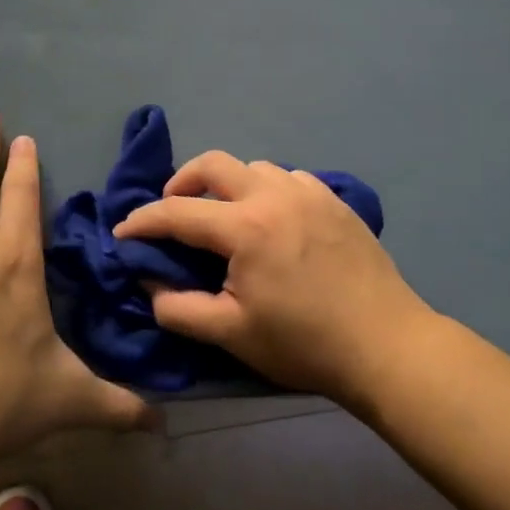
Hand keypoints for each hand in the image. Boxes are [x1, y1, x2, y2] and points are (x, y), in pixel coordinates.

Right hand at [114, 152, 436, 404]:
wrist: (386, 346)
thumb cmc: (304, 344)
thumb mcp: (231, 334)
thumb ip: (179, 307)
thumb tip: (149, 282)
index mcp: (246, 227)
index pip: (178, 211)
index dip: (143, 221)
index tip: (123, 233)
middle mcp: (275, 195)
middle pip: (215, 164)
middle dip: (182, 181)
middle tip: (173, 210)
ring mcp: (310, 193)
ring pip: (255, 168)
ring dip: (229, 184)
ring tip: (225, 216)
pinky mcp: (335, 201)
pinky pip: (290, 179)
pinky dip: (268, 190)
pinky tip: (273, 219)